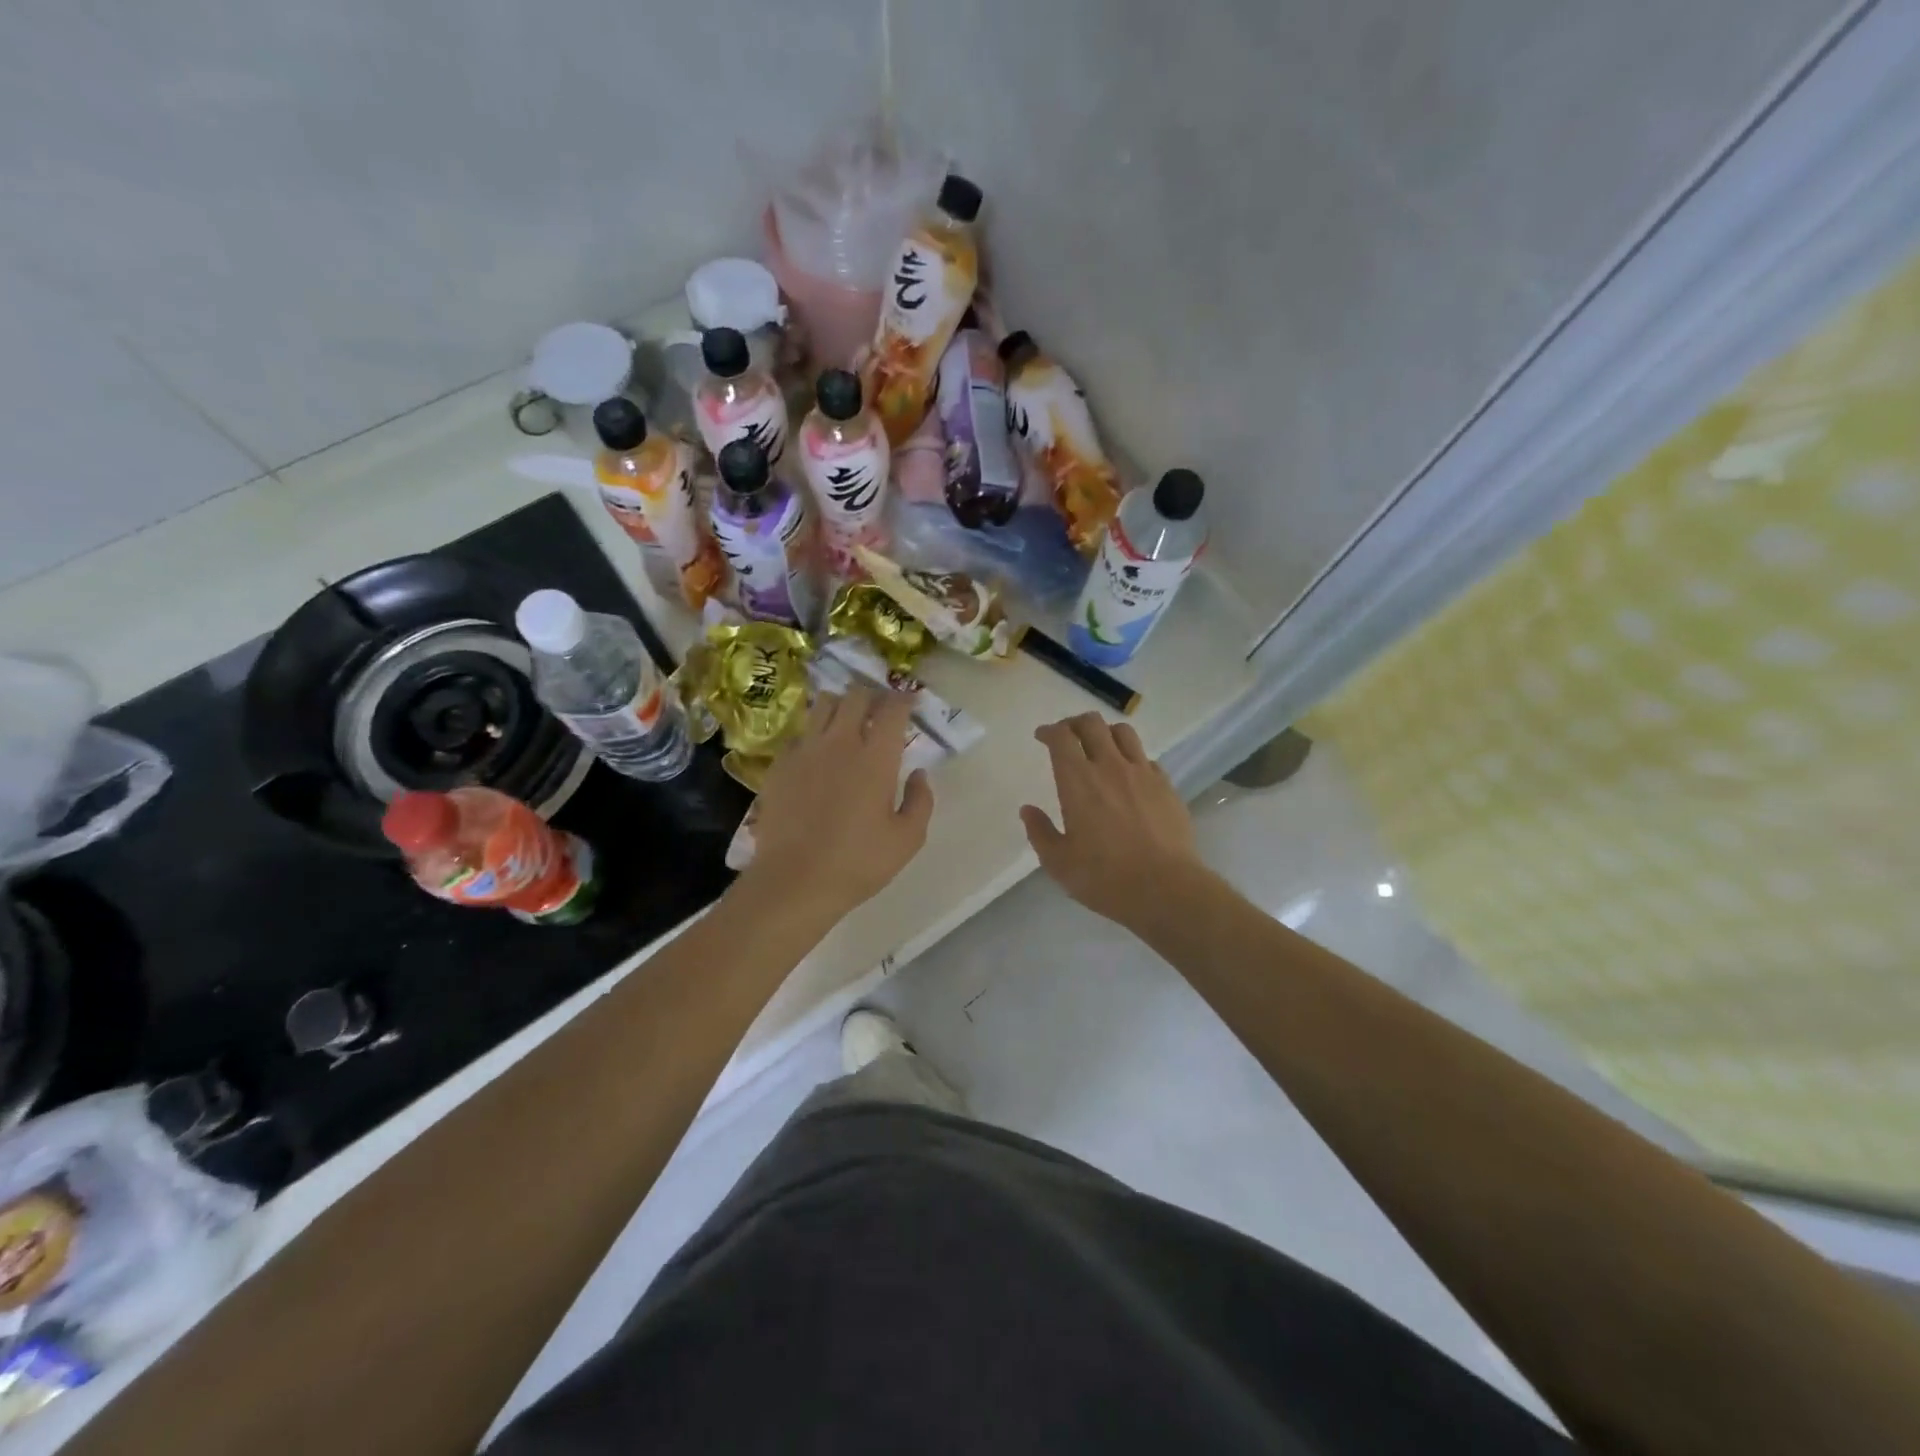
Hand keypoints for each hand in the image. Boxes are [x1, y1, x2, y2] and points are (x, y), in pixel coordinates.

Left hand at [741, 684, 934, 923]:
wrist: (794, 881)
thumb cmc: (858, 863)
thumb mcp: (907, 839)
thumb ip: (920, 801)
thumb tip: (919, 774)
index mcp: (876, 757)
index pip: (892, 708)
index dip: (904, 698)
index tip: (910, 702)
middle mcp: (840, 742)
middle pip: (856, 695)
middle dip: (873, 695)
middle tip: (881, 710)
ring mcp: (805, 750)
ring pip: (823, 704)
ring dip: (841, 706)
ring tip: (848, 722)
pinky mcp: (780, 765)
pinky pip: (799, 733)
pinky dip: (814, 734)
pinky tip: (818, 754)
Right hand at [1020, 713, 1205, 927]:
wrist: (1165, 888)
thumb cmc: (1104, 877)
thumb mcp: (1059, 863)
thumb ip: (1040, 832)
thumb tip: (1028, 810)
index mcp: (1078, 781)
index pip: (1061, 738)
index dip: (1049, 731)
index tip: (1042, 737)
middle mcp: (1110, 766)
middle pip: (1092, 724)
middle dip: (1074, 724)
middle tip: (1067, 737)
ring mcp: (1142, 773)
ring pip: (1123, 732)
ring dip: (1106, 733)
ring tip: (1100, 748)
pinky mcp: (1166, 786)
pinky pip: (1147, 758)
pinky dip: (1132, 758)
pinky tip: (1129, 776)